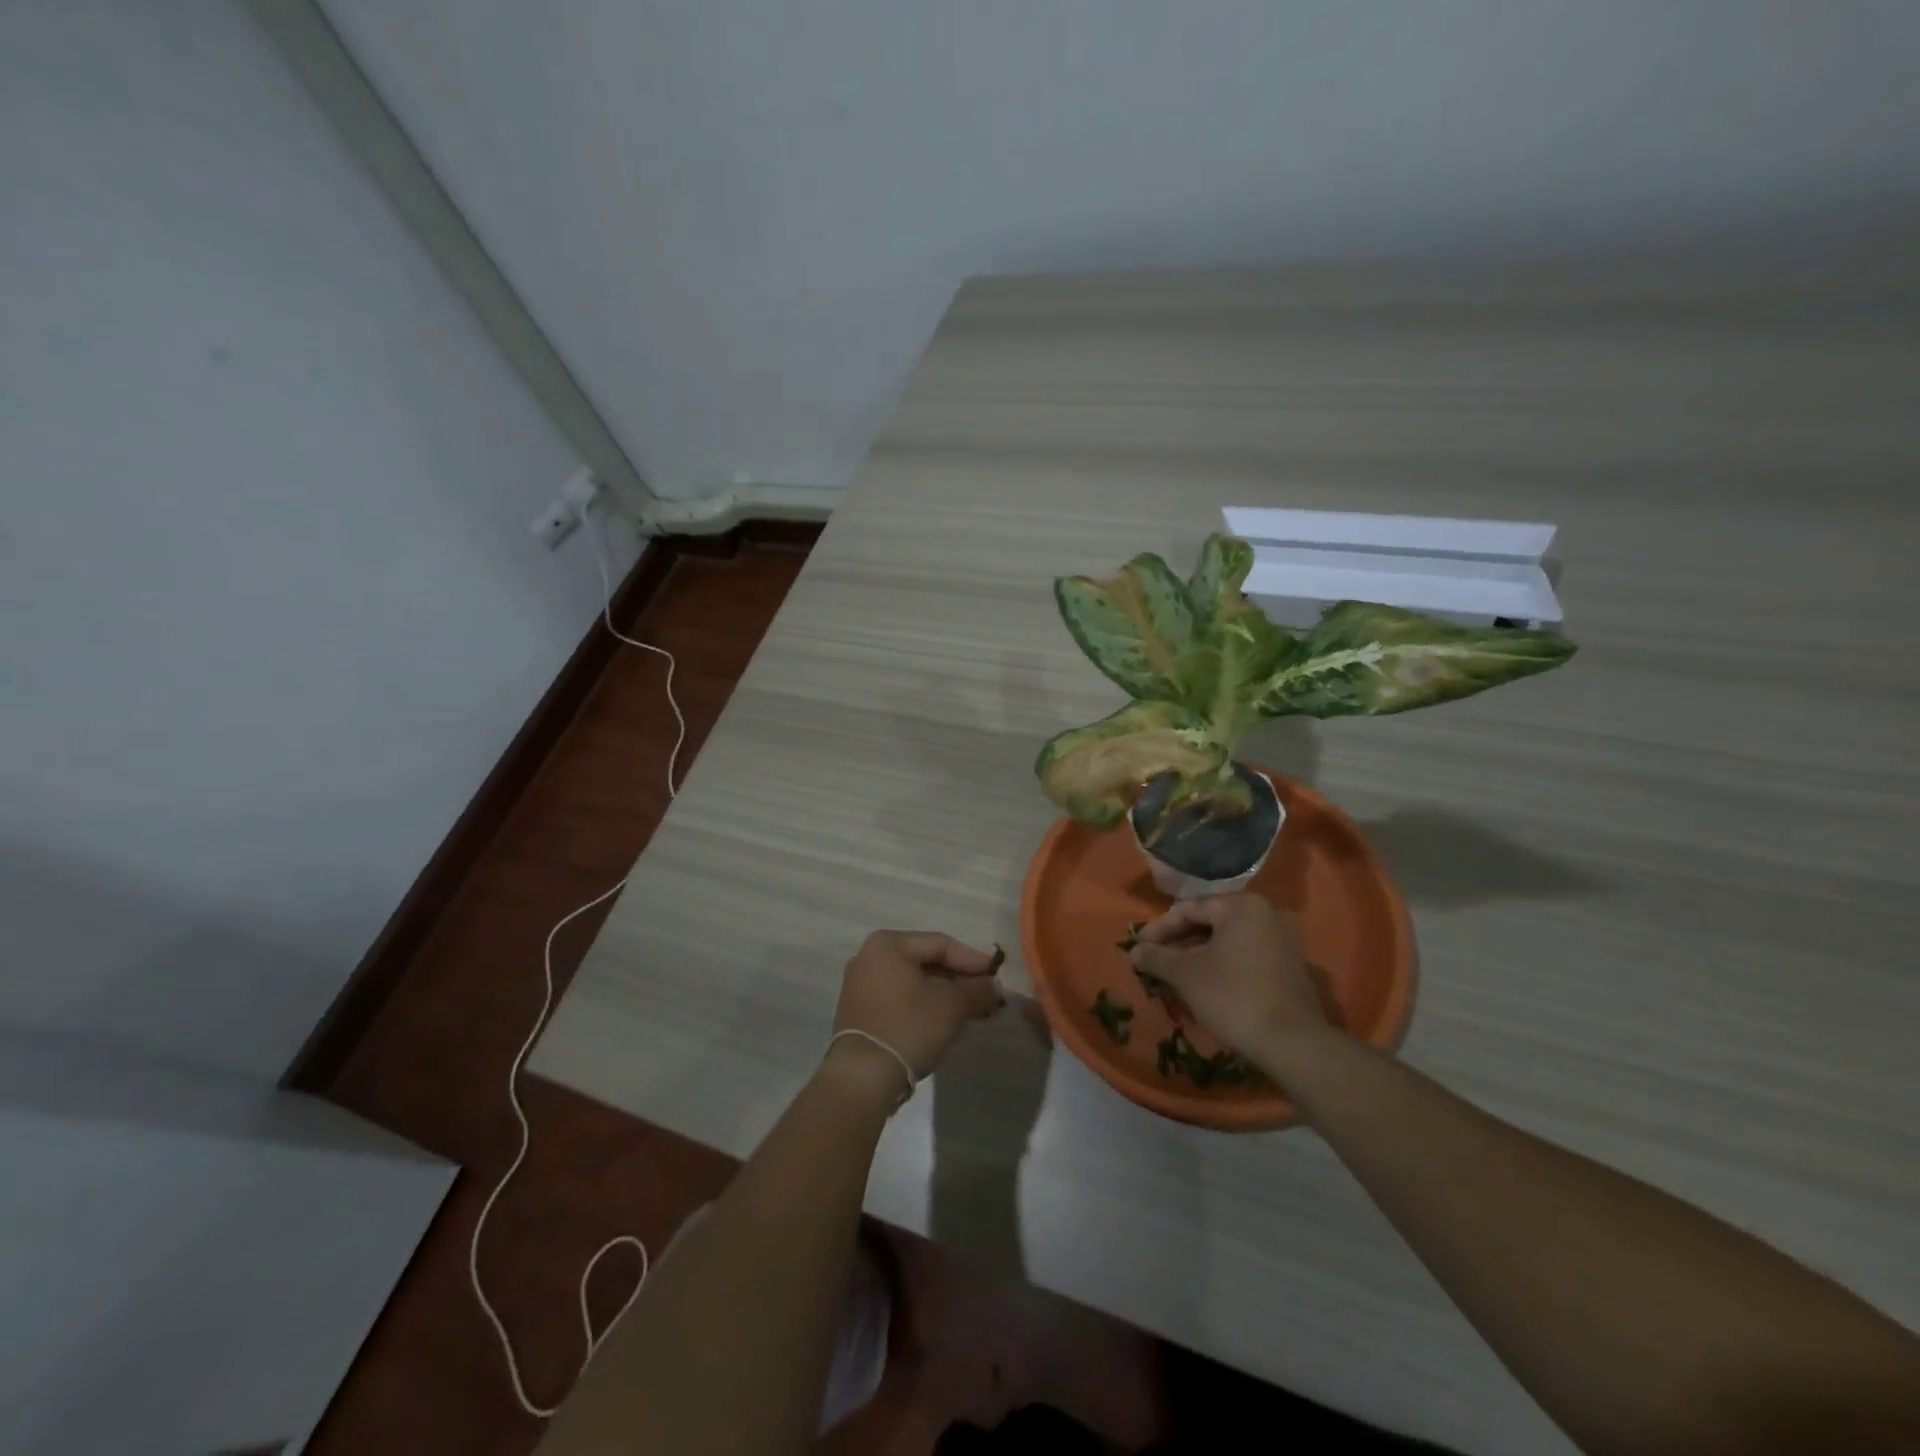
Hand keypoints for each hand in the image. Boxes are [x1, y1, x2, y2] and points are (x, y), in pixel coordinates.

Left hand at [826, 931, 1003, 1100]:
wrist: (863, 1078)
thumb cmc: (909, 1027)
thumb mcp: (951, 1005)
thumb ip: (978, 989)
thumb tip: (994, 986)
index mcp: (887, 944)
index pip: (940, 944)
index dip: (973, 960)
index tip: (998, 975)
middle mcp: (869, 957)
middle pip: (926, 962)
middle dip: (960, 979)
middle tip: (988, 994)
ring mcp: (861, 985)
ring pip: (915, 982)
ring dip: (946, 994)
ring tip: (974, 1009)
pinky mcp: (861, 1012)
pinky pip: (901, 998)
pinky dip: (925, 1005)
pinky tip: (948, 1020)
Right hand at [1129, 893, 1331, 1064]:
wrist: (1293, 1043)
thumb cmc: (1233, 996)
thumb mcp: (1186, 974)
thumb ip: (1157, 957)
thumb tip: (1134, 951)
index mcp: (1241, 906)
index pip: (1189, 910)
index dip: (1159, 929)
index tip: (1138, 947)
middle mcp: (1265, 915)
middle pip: (1209, 923)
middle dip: (1178, 943)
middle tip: (1154, 961)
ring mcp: (1281, 942)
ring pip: (1226, 943)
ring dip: (1197, 957)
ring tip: (1173, 976)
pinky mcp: (1288, 969)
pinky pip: (1244, 958)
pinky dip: (1220, 967)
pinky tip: (1203, 987)